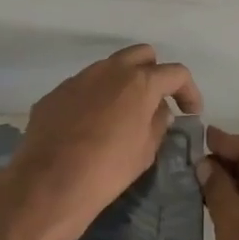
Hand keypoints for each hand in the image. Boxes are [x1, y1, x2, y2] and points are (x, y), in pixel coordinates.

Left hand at [2, 43, 201, 239]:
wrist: (48, 185)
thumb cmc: (107, 170)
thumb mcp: (145, 152)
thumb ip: (158, 123)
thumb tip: (159, 110)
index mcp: (139, 82)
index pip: (176, 73)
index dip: (188, 91)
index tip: (190, 112)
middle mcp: (110, 70)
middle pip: (142, 55)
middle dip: (154, 73)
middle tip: (156, 102)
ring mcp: (79, 78)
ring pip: (110, 67)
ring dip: (122, 83)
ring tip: (122, 114)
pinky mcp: (56, 93)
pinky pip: (84, 87)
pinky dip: (95, 98)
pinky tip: (91, 126)